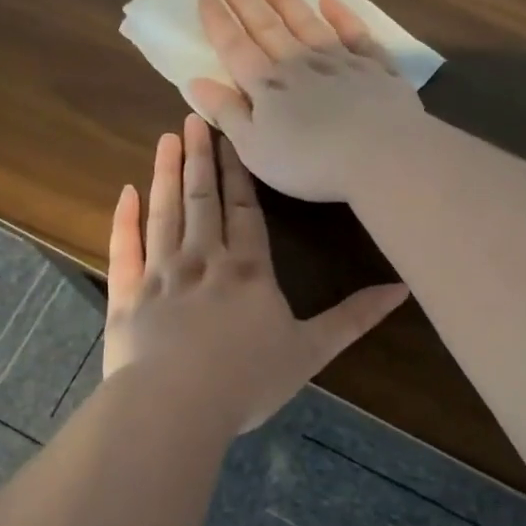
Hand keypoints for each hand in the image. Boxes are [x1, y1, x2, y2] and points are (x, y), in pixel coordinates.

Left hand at [101, 115, 408, 432]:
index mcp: (247, 270)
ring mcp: (161, 274)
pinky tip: (125, 191)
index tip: (232, 136)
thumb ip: (354, 317)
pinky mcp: (128, 295)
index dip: (239, 171)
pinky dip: (124, 219)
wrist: (175, 407)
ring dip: (167, 173)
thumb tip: (402, 288)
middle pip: (203, 199)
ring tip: (168, 138)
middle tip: (195, 118)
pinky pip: (125, 249)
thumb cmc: (247, 380)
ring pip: (165, 212)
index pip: (245, 209)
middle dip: (201, 158)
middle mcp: (203, 259)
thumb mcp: (311, 351)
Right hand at [187, 0, 426, 202]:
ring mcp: (340, 61)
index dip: (218, 21)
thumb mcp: (255, 148)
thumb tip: (196, 82)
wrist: (381, 155)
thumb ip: (227, 113)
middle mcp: (300, 63)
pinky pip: (355, 33)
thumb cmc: (310, 162)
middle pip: (268, 28)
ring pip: (307, 23)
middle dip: (245, 3)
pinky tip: (330, 0)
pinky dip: (342, 15)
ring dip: (286, 0)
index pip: (235, 47)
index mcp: (267, 86)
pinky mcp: (375, 68)